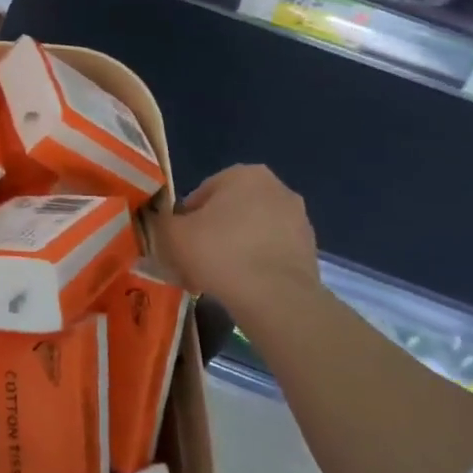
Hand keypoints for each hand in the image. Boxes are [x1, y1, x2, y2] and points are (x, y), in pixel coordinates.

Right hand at [147, 164, 319, 320]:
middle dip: (215, 232)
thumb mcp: (173, 234)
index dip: (186, 219)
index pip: (203, 193)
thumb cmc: (220, 253)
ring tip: (221, 279)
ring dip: (237, 248)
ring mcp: (298, 219)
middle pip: (231, 210)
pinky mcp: (311, 251)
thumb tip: (162, 222)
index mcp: (244, 173)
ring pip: (253, 232)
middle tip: (198, 260)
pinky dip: (258, 265)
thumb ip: (161, 221)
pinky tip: (245, 288)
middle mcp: (276, 187)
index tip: (181, 244)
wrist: (276, 299)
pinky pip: (272, 253)